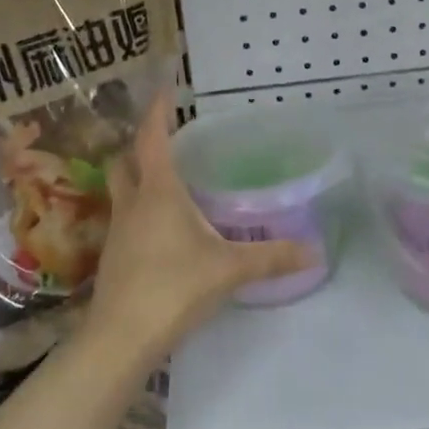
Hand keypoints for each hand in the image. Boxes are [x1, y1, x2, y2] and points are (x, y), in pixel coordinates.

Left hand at [84, 92, 311, 364]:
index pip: (152, 139)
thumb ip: (272, 257)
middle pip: (125, 161)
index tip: (164, 89)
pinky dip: (140, 211)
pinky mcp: (113, 257)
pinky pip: (125, 219)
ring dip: (138, 179)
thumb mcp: (230, 269)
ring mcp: (117, 231)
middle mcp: (132, 204)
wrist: (120, 338)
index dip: (158, 112)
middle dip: (141, 146)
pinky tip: (162, 229)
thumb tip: (315, 251)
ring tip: (170, 184)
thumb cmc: (174, 288)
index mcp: (158, 192)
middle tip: (168, 142)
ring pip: (122, 191)